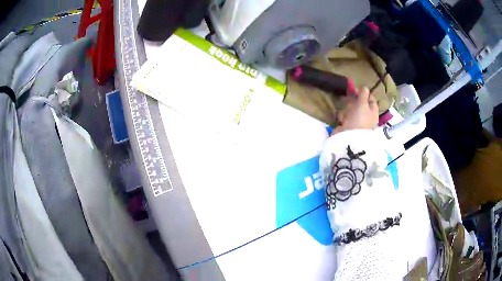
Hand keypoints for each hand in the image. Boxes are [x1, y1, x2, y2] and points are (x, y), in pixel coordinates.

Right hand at [334, 87, 378, 133]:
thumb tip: (364, 87)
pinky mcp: (348, 126)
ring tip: (345, 114)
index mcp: (373, 111)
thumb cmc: (359, 119)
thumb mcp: (363, 104)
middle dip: (354, 102)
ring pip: (351, 109)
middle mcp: (366, 116)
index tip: (356, 90)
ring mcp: (357, 121)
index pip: (371, 99)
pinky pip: (345, 117)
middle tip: (349, 100)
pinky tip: (342, 120)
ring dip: (347, 109)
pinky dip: (343, 117)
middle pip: (360, 104)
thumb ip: (363, 94)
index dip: (364, 93)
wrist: (350, 138)